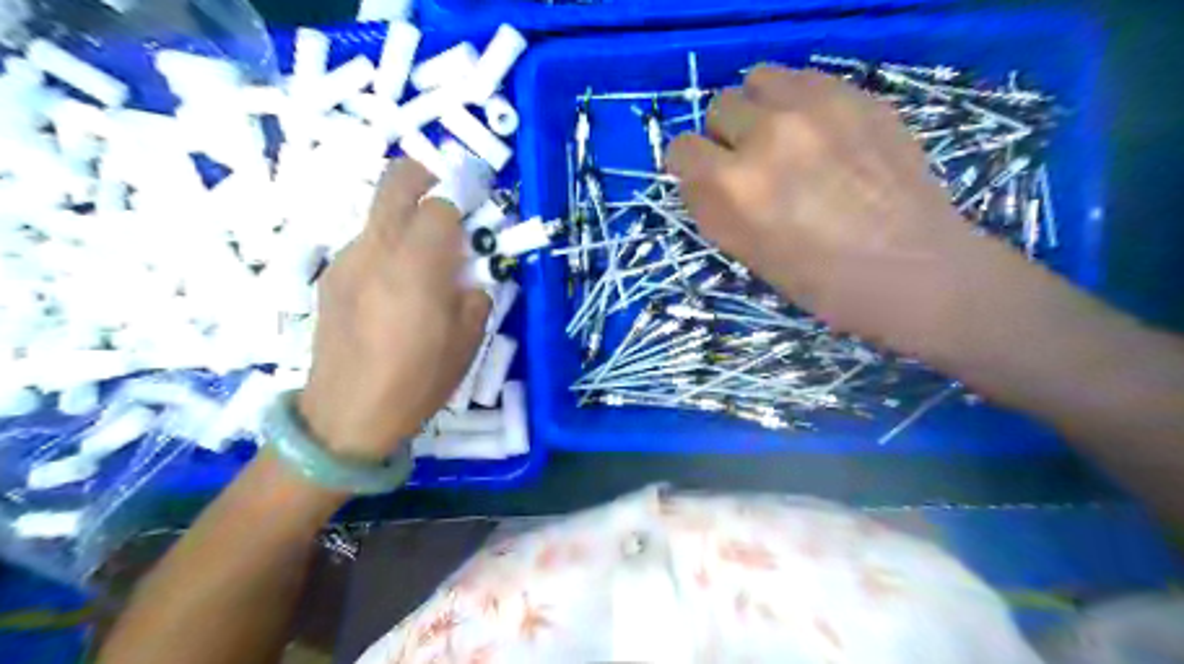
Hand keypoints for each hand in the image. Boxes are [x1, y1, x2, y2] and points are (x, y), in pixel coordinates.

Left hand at [304, 160, 496, 459]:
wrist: (345, 416)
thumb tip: (468, 278)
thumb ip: (474, 296)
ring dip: (405, 220)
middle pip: (396, 182)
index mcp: (415, 267)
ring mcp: (346, 261)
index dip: (462, 207)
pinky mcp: (329, 278)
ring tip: (422, 262)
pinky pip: (365, 244)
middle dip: (425, 176)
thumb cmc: (417, 382)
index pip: (439, 207)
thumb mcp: (466, 343)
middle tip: (448, 202)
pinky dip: (387, 247)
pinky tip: (394, 287)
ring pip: (378, 213)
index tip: (475, 222)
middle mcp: (376, 250)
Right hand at [669, 64, 985, 355]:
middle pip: (719, 106)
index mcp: (735, 185)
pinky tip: (822, 134)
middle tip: (752, 163)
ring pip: (759, 79)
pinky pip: (806, 78)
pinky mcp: (858, 96)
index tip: (707, 177)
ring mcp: (818, 107)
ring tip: (783, 138)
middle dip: (726, 136)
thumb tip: (696, 176)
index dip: (691, 165)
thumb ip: (711, 208)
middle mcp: (768, 134)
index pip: (681, 147)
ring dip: (760, 107)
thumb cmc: (821, 281)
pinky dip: (800, 101)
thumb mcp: (747, 255)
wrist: (913, 270)